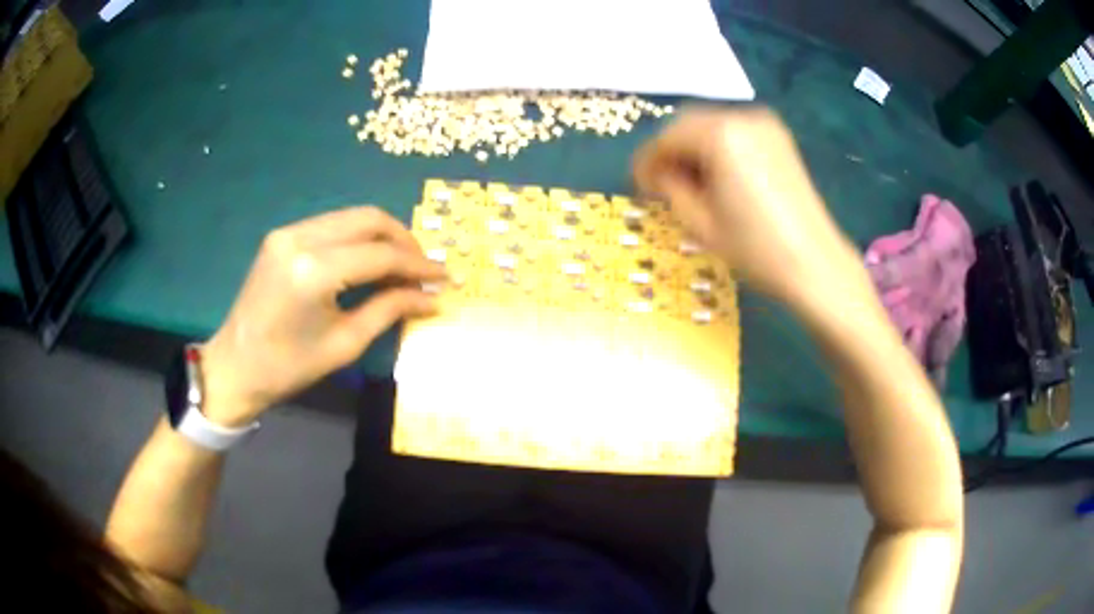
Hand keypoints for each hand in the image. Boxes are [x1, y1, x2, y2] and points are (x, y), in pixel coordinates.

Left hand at [199, 207, 445, 425]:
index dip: (417, 265)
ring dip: (382, 236)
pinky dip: (358, 238)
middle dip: (404, 240)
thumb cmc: (288, 367)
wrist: (234, 366)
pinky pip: (333, 225)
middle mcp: (300, 238)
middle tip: (423, 268)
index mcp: (313, 271)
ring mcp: (288, 232)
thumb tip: (431, 298)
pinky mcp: (282, 236)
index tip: (444, 277)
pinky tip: (369, 261)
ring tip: (401, 266)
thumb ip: (390, 310)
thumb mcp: (345, 344)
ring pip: (351, 217)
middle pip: (368, 219)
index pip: (380, 255)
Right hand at [633, 107, 859, 300]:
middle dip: (670, 151)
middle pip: (687, 123)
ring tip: (690, 183)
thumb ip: (669, 187)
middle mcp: (741, 117)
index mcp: (719, 135)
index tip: (638, 185)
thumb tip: (658, 173)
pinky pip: (733, 131)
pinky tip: (717, 176)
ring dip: (693, 148)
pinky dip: (717, 147)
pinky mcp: (778, 136)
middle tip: (661, 184)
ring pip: (710, 125)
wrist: (815, 263)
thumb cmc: (756, 249)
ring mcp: (764, 124)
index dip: (647, 161)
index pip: (666, 137)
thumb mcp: (700, 223)